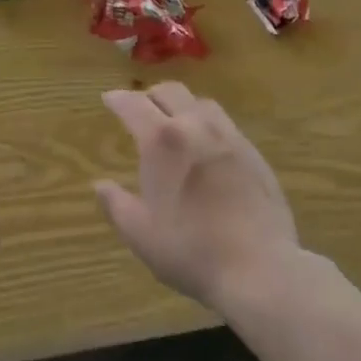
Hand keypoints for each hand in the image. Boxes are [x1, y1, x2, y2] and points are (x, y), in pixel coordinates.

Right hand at [95, 82, 298, 311]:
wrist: (260, 268)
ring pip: (201, 102)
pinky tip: (208, 148)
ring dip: (182, 105)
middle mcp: (195, 126)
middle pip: (170, 91)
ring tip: (176, 123)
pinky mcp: (254, 153)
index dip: (118, 99)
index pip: (134, 104)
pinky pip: (225, 124)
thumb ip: (116, 205)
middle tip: (140, 108)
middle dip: (150, 95)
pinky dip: (207, 125)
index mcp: (162, 140)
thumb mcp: (141, 234)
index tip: (109, 99)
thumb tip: (100, 185)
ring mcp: (229, 136)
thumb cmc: (191, 250)